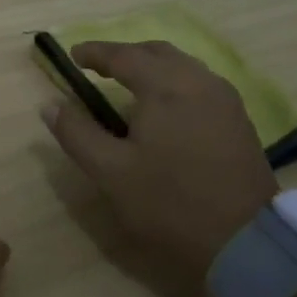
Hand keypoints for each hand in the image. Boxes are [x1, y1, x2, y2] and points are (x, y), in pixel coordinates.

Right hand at [39, 40, 278, 292]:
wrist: (247, 243)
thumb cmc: (170, 204)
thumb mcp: (110, 172)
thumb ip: (77, 133)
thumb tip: (50, 105)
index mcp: (165, 87)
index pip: (123, 55)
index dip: (94, 52)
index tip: (72, 55)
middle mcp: (198, 81)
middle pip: (156, 52)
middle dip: (125, 54)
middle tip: (99, 67)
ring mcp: (224, 100)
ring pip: (182, 65)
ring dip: (152, 66)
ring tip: (129, 84)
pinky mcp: (239, 120)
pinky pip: (200, 83)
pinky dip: (174, 81)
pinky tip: (166, 106)